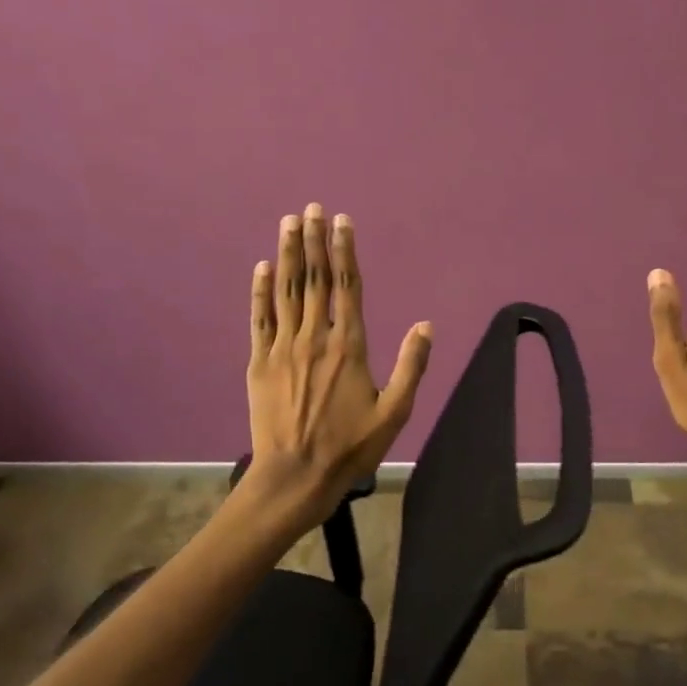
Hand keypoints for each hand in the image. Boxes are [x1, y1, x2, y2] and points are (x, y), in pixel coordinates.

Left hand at [246, 203, 431, 515]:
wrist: (295, 477)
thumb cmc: (350, 447)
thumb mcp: (395, 412)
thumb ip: (411, 366)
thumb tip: (426, 325)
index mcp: (349, 346)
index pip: (348, 286)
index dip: (344, 251)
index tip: (341, 221)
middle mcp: (315, 337)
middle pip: (314, 279)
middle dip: (313, 241)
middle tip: (311, 208)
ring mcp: (283, 348)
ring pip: (286, 291)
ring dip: (287, 254)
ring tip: (288, 223)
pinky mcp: (260, 363)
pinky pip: (260, 318)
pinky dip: (261, 291)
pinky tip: (262, 268)